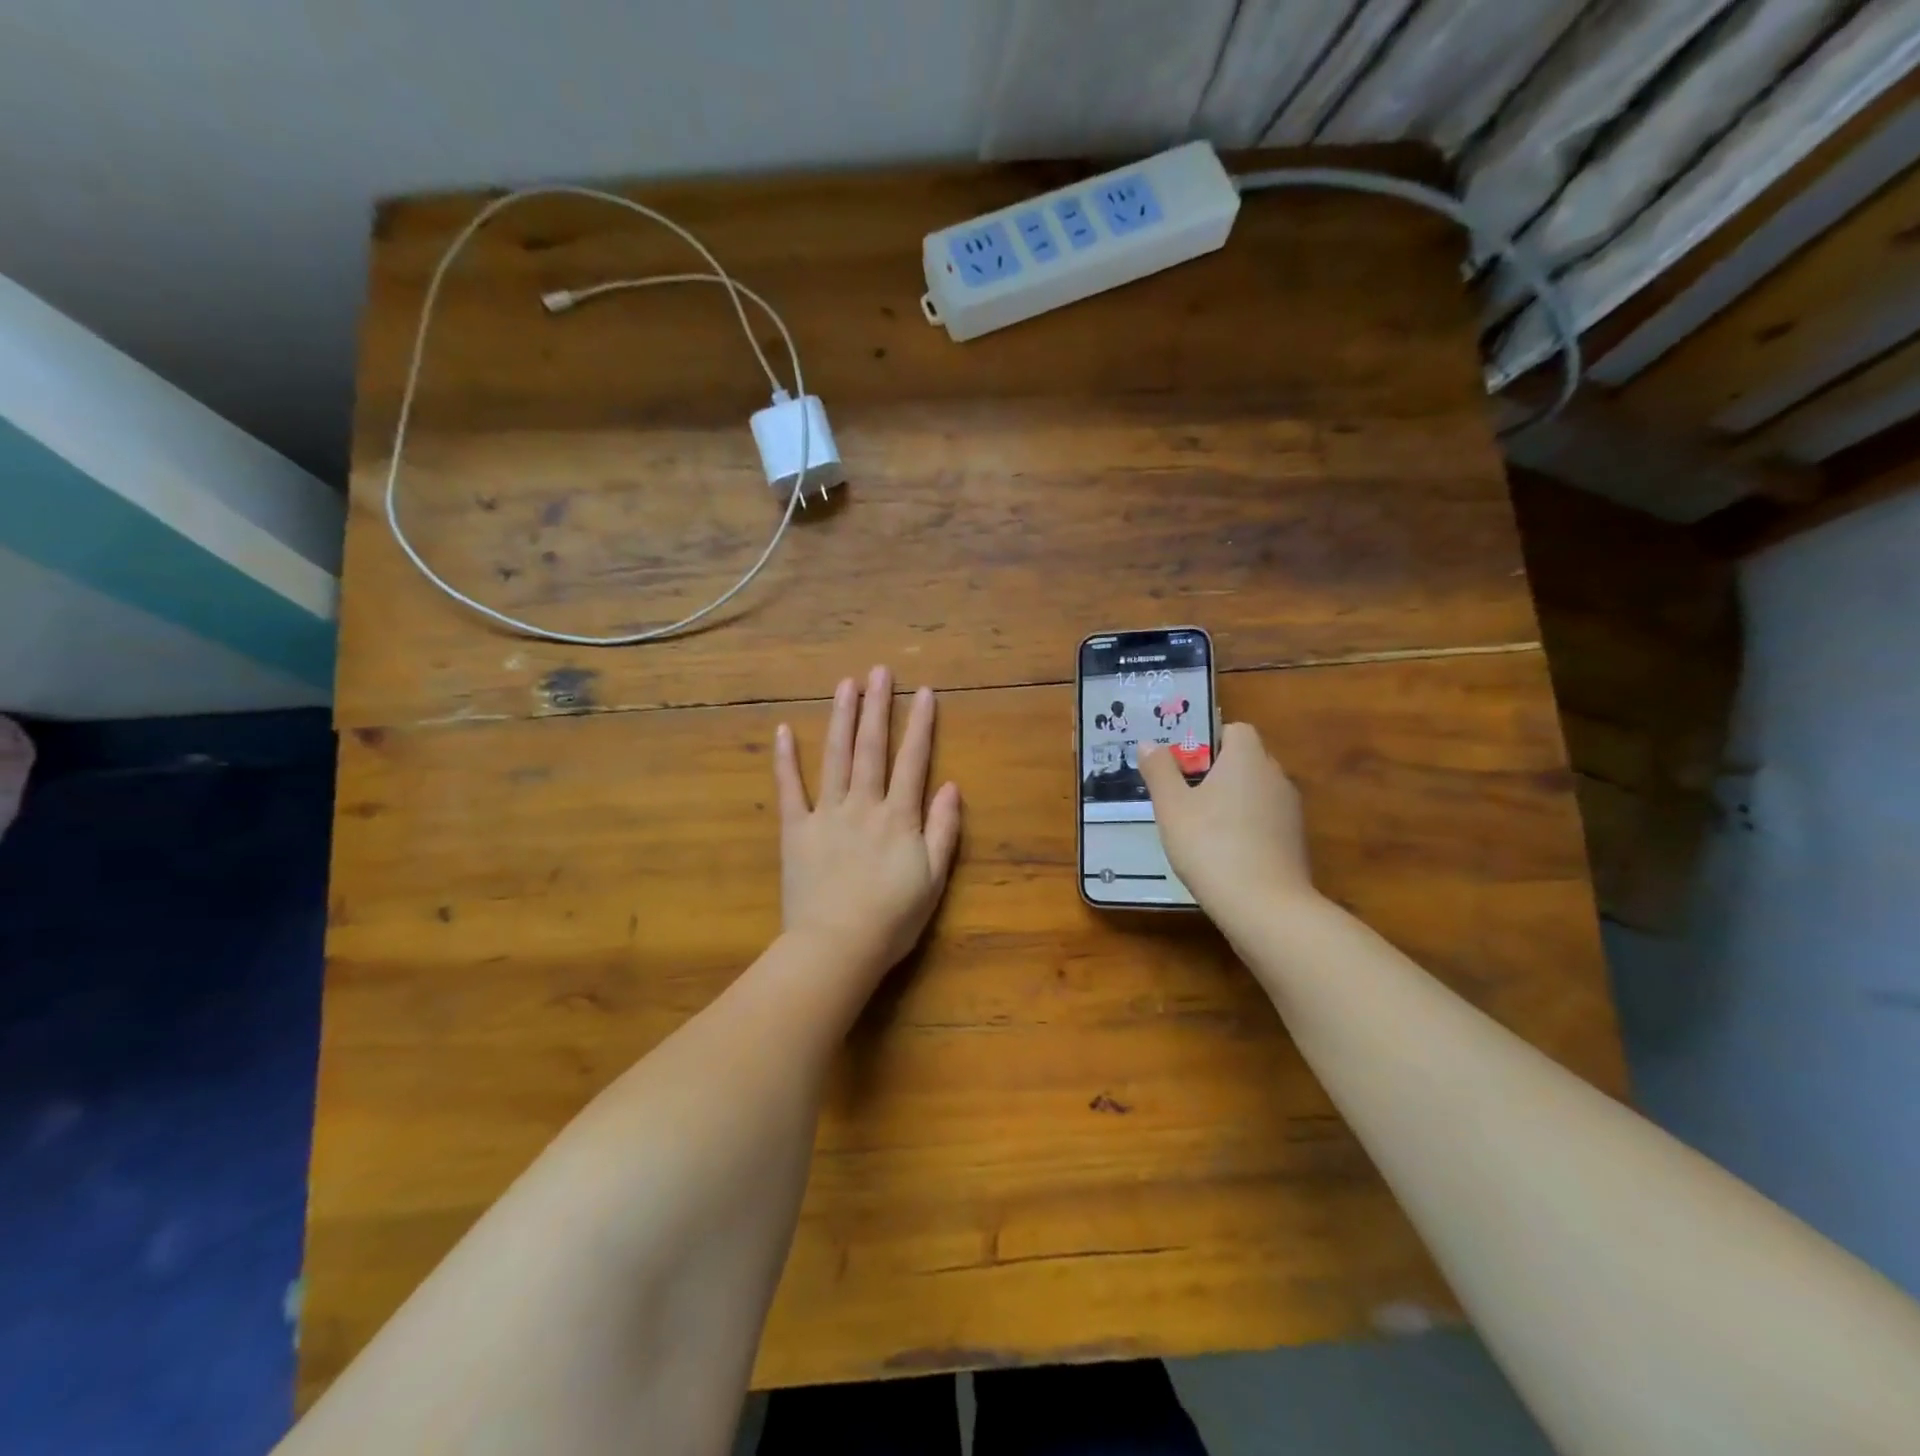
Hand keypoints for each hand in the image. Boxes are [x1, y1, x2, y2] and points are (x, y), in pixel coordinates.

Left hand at [774, 666, 962, 984]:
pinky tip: (782, 731)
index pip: (912, 760)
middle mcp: (862, 804)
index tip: (924, 692)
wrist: (837, 947)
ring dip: (840, 718)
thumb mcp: (933, 879)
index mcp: (898, 816)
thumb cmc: (892, 918)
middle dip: (877, 706)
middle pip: (871, 747)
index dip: (919, 725)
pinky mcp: (795, 830)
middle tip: (879, 670)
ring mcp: (826, 814)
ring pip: (835, 757)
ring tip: (845, 684)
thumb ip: (944, 830)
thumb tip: (951, 786)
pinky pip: (789, 790)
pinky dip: (785, 760)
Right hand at [1140, 723, 1315, 915]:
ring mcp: (1290, 810)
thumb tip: (1149, 743)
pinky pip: (1265, 820)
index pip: (1235, 730)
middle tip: (1183, 796)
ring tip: (1199, 827)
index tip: (1183, 765)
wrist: (1264, 906)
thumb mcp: (1172, 807)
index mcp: (1247, 758)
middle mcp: (1275, 776)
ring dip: (1231, 801)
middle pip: (1245, 760)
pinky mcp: (1295, 841)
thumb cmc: (1210, 845)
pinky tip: (1223, 853)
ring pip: (1255, 792)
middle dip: (1216, 772)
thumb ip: (1159, 771)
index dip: (1208, 741)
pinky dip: (1246, 827)